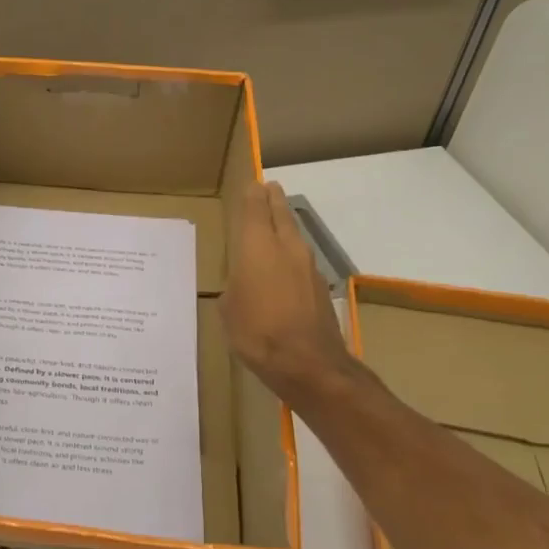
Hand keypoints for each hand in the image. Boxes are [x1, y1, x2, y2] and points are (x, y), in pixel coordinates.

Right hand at [221, 181, 356, 400]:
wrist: (308, 364)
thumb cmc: (257, 332)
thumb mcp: (229, 309)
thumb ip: (235, 288)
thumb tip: (242, 286)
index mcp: (257, 247)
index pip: (255, 208)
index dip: (252, 195)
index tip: (251, 184)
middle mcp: (286, 248)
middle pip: (281, 214)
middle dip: (273, 200)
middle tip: (268, 188)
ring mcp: (308, 267)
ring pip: (295, 235)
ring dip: (285, 225)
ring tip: (275, 223)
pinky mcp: (319, 287)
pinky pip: (302, 260)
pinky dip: (291, 254)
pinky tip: (284, 266)